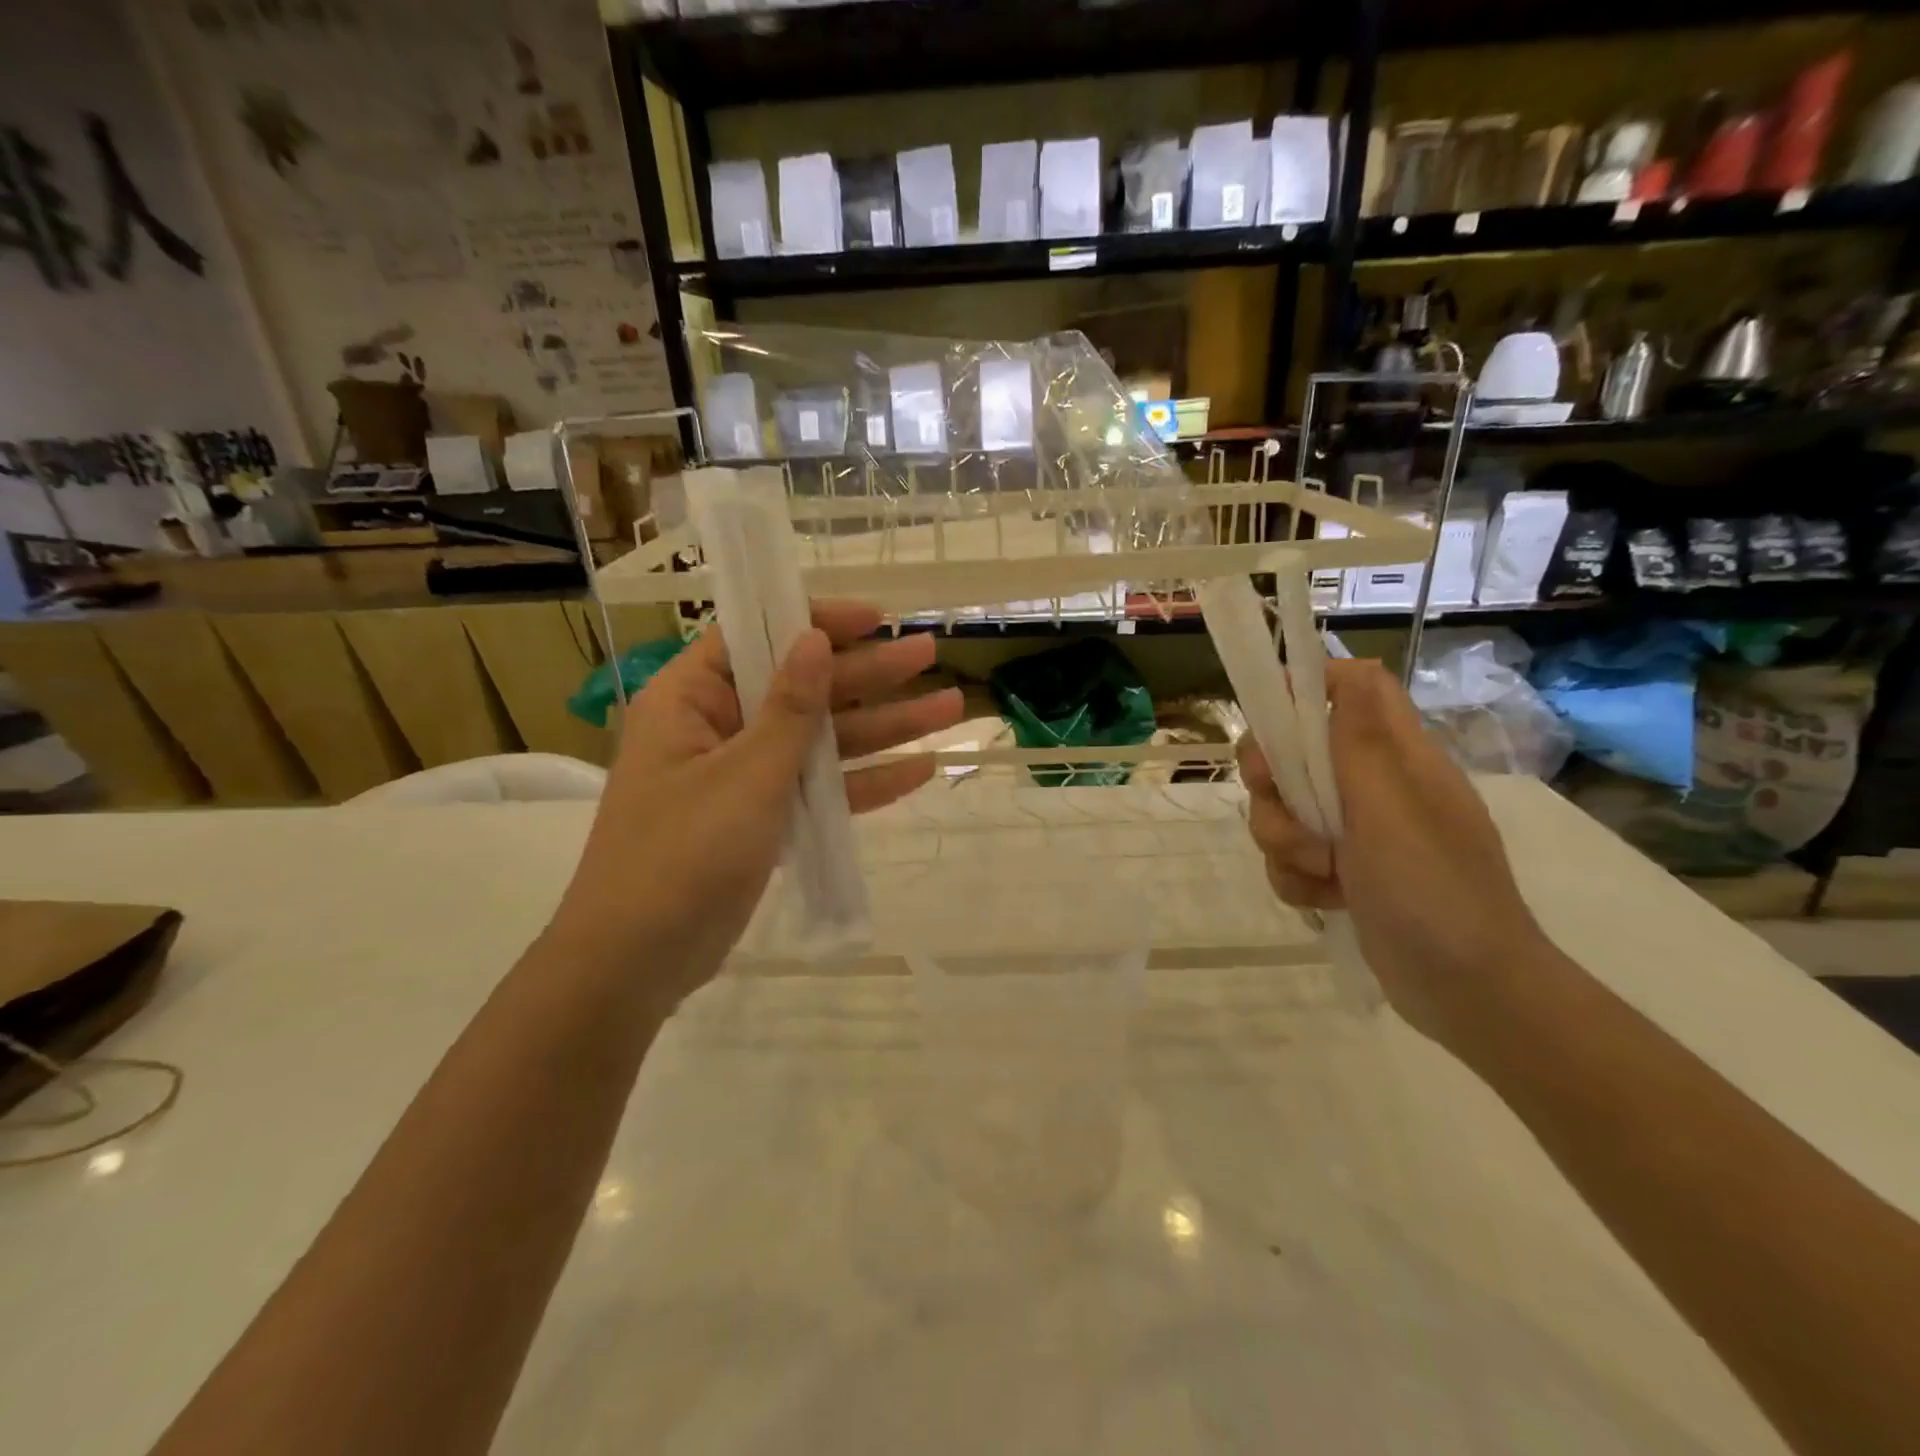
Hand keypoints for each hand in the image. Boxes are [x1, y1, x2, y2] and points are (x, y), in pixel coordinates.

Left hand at [547, 600, 960, 1008]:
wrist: (638, 962)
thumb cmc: (682, 854)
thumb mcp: (745, 775)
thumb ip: (789, 708)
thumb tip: (813, 639)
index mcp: (691, 699)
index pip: (756, 637)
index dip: (817, 623)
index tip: (877, 618)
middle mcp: (718, 728)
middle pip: (804, 688)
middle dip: (871, 676)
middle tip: (930, 654)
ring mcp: (744, 777)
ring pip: (822, 741)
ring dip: (884, 729)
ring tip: (950, 710)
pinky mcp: (764, 820)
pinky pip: (820, 789)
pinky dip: (865, 783)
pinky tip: (919, 771)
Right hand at [1238, 659, 1550, 1051]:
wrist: (1467, 991)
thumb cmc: (1434, 889)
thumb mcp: (1391, 807)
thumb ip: (1358, 740)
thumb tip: (1352, 664)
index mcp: (1395, 757)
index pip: (1350, 691)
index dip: (1304, 690)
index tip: (1269, 719)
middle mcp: (1372, 787)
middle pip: (1294, 754)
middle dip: (1273, 786)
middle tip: (1283, 809)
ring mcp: (1355, 833)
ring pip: (1283, 811)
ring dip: (1283, 843)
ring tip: (1320, 874)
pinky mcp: (1341, 873)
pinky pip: (1289, 858)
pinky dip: (1295, 879)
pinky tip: (1325, 901)